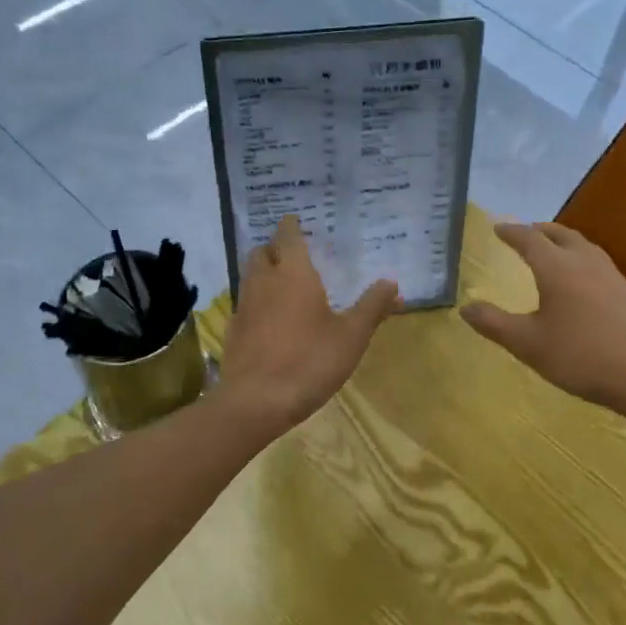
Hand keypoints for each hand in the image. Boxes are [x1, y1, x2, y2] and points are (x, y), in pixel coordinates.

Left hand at [216, 215, 399, 434]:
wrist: (255, 402)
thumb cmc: (309, 361)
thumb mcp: (351, 336)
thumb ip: (372, 306)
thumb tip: (391, 283)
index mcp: (293, 273)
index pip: (287, 234)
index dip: (292, 226)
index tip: (299, 222)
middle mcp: (264, 280)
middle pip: (262, 250)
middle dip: (276, 248)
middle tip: (295, 256)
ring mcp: (244, 305)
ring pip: (250, 275)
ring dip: (264, 273)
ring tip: (286, 286)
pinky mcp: (233, 330)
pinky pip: (245, 303)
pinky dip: (257, 302)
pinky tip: (271, 320)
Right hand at [461, 221, 625, 417]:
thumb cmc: (582, 357)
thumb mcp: (529, 345)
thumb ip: (494, 324)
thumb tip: (465, 307)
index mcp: (557, 268)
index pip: (529, 239)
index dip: (511, 232)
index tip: (497, 228)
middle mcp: (585, 263)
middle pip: (560, 235)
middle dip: (540, 231)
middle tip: (525, 232)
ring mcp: (613, 276)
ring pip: (584, 246)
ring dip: (564, 241)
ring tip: (553, 249)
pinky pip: (599, 262)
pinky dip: (582, 258)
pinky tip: (584, 279)